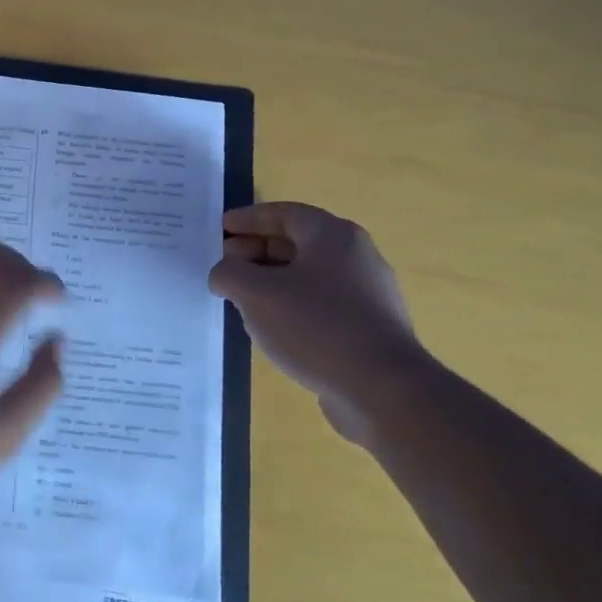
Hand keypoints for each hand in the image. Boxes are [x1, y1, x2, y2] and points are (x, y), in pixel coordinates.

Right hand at [207, 203, 429, 441]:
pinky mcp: (367, 327)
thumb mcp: (254, 293)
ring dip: (271, 281)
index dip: (248, 218)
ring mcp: (366, 293)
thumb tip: (224, 273)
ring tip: (241, 299)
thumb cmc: (314, 326)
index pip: (284, 213)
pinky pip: (319, 304)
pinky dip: (290, 305)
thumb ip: (228, 273)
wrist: (381, 388)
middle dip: (256, 250)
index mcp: (332, 236)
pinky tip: (271, 328)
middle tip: (224, 266)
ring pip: (307, 275)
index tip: (220, 228)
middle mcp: (355, 257)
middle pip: (296, 242)